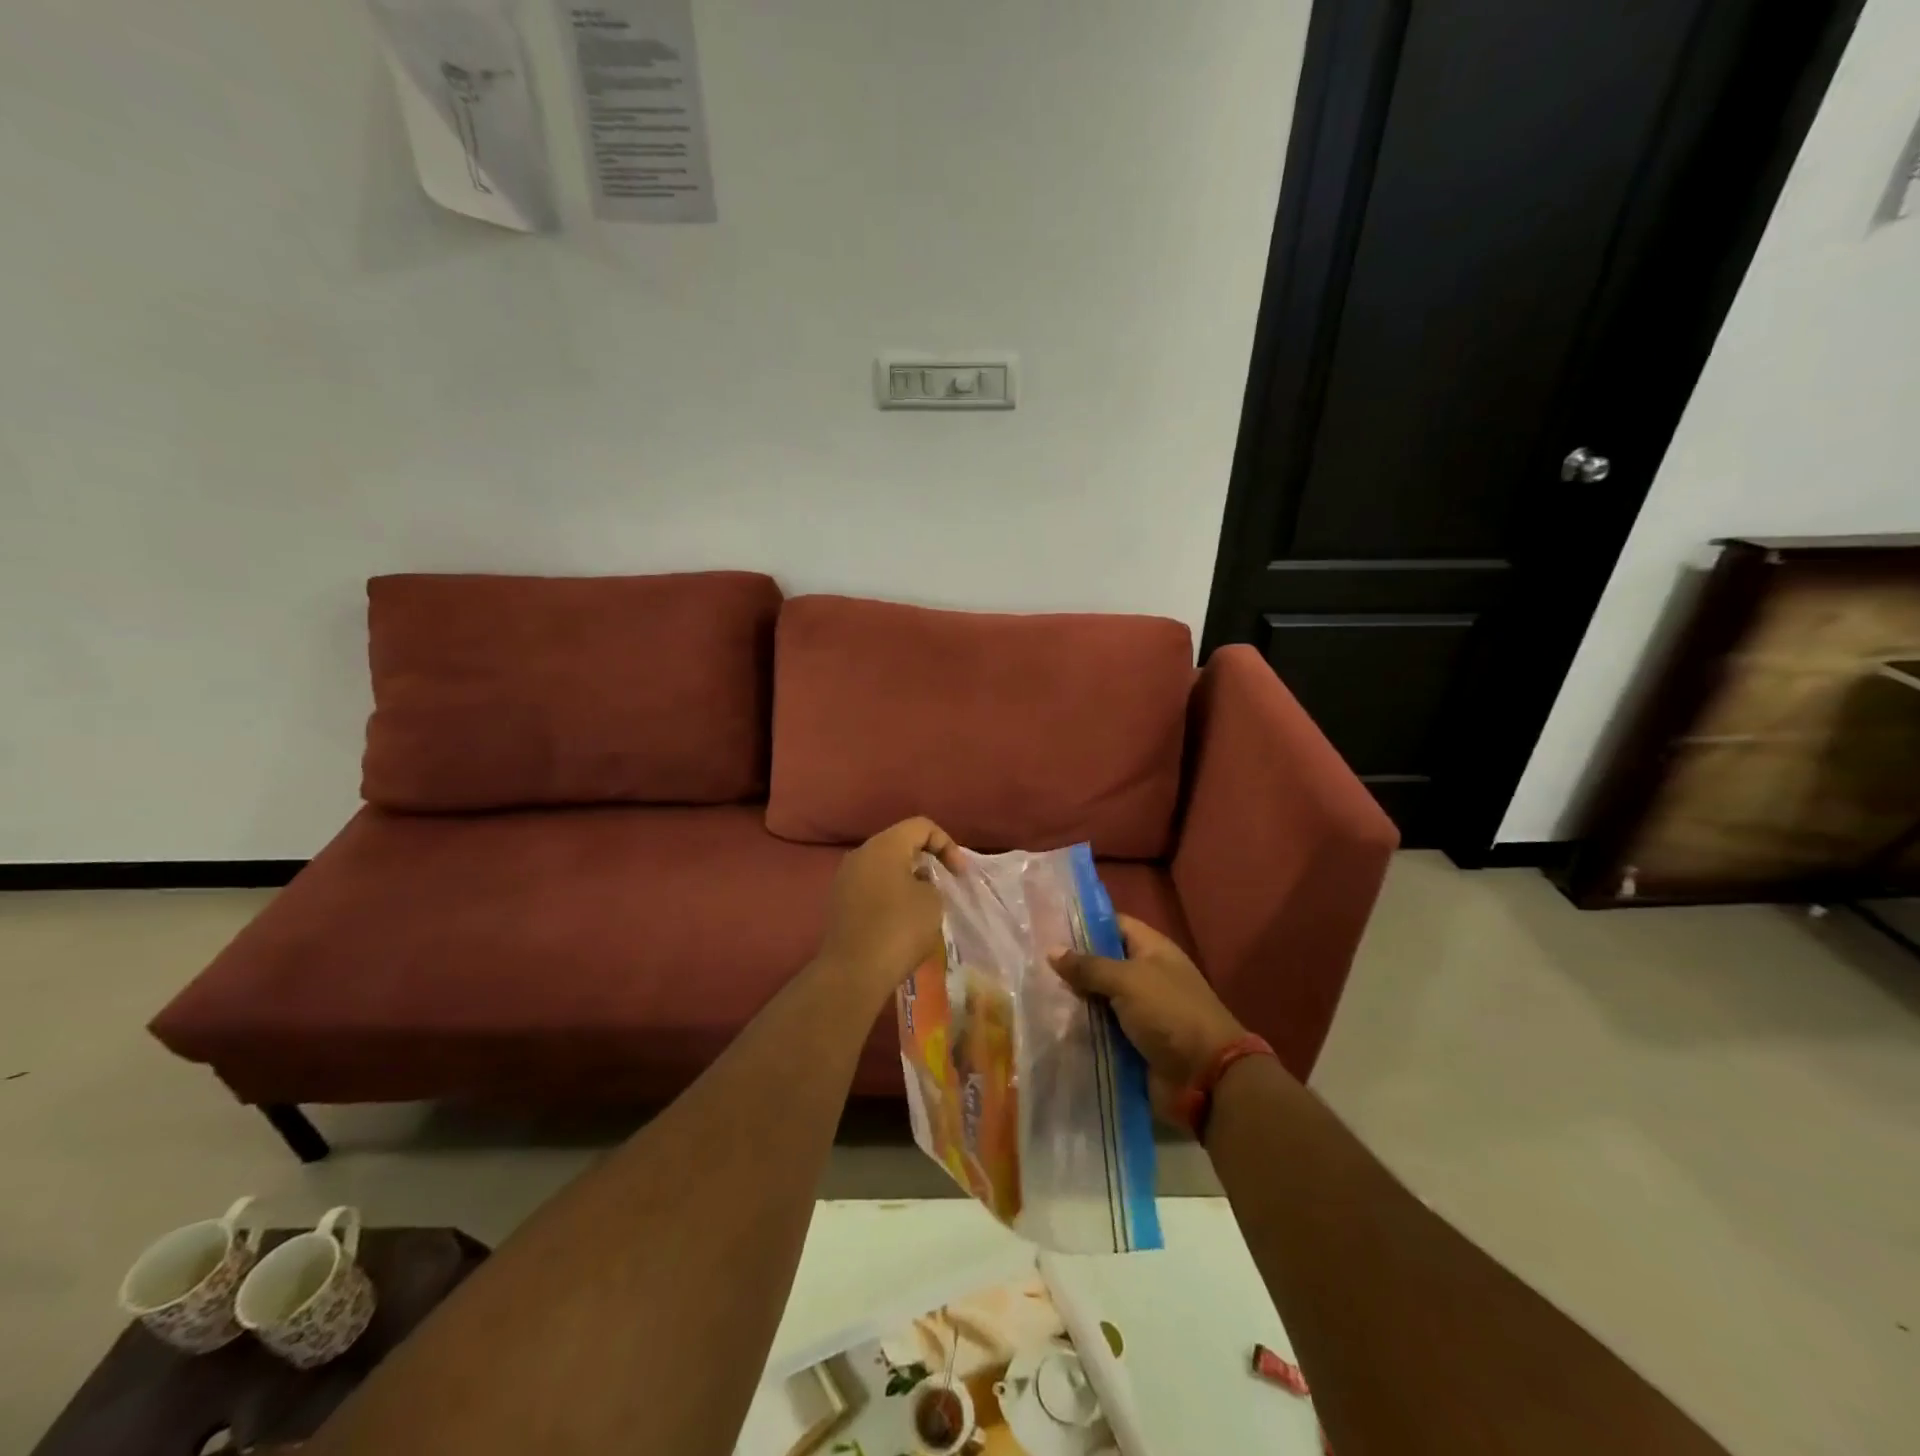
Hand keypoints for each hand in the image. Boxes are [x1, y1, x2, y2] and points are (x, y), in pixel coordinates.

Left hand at [817, 818, 958, 1002]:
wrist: (853, 972)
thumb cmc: (899, 929)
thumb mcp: (932, 901)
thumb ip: (931, 882)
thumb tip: (916, 883)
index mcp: (884, 845)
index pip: (921, 826)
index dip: (947, 844)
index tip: (959, 874)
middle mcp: (860, 854)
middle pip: (900, 843)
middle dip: (926, 859)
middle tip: (945, 882)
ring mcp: (845, 878)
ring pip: (884, 866)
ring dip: (908, 878)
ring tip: (926, 902)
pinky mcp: (839, 902)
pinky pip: (871, 886)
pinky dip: (890, 893)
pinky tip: (902, 918)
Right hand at [1050, 915, 1248, 1116]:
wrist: (1205, 1078)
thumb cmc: (1170, 1013)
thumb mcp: (1128, 980)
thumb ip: (1089, 966)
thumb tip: (1052, 950)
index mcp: (1152, 950)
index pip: (1114, 925)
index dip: (1084, 923)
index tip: (1047, 923)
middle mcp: (1145, 976)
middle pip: (1102, 963)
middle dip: (1071, 964)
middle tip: (1030, 960)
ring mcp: (1139, 1011)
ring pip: (1097, 998)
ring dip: (1072, 999)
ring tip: (1030, 991)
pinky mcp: (1131, 1042)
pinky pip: (1100, 1029)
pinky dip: (1080, 1028)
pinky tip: (1047, 1023)